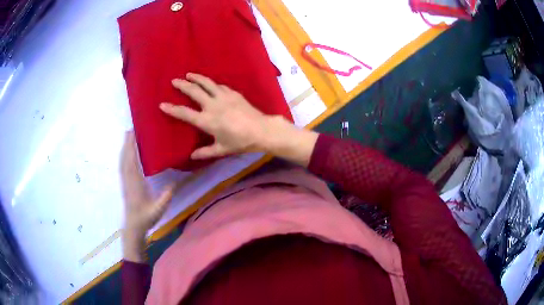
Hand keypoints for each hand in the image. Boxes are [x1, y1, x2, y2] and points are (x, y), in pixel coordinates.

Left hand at [120, 131, 173, 261]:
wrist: (133, 226)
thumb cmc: (146, 217)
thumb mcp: (159, 209)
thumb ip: (166, 196)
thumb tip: (175, 181)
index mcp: (135, 183)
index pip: (132, 161)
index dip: (131, 146)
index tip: (134, 133)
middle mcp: (128, 179)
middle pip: (125, 157)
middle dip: (127, 142)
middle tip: (132, 128)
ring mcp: (125, 181)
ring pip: (122, 160)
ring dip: (124, 147)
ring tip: (129, 135)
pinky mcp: (125, 183)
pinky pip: (122, 165)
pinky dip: (123, 155)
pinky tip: (126, 152)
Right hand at [160, 73, 281, 158]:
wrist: (261, 130)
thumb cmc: (240, 142)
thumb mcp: (221, 149)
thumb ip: (205, 152)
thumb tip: (191, 156)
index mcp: (207, 121)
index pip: (184, 113)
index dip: (172, 109)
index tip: (162, 104)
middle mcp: (212, 105)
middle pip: (194, 91)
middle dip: (182, 85)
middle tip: (174, 81)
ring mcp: (223, 97)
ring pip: (206, 83)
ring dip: (196, 78)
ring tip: (189, 74)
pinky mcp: (233, 93)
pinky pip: (219, 86)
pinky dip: (212, 83)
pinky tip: (210, 83)